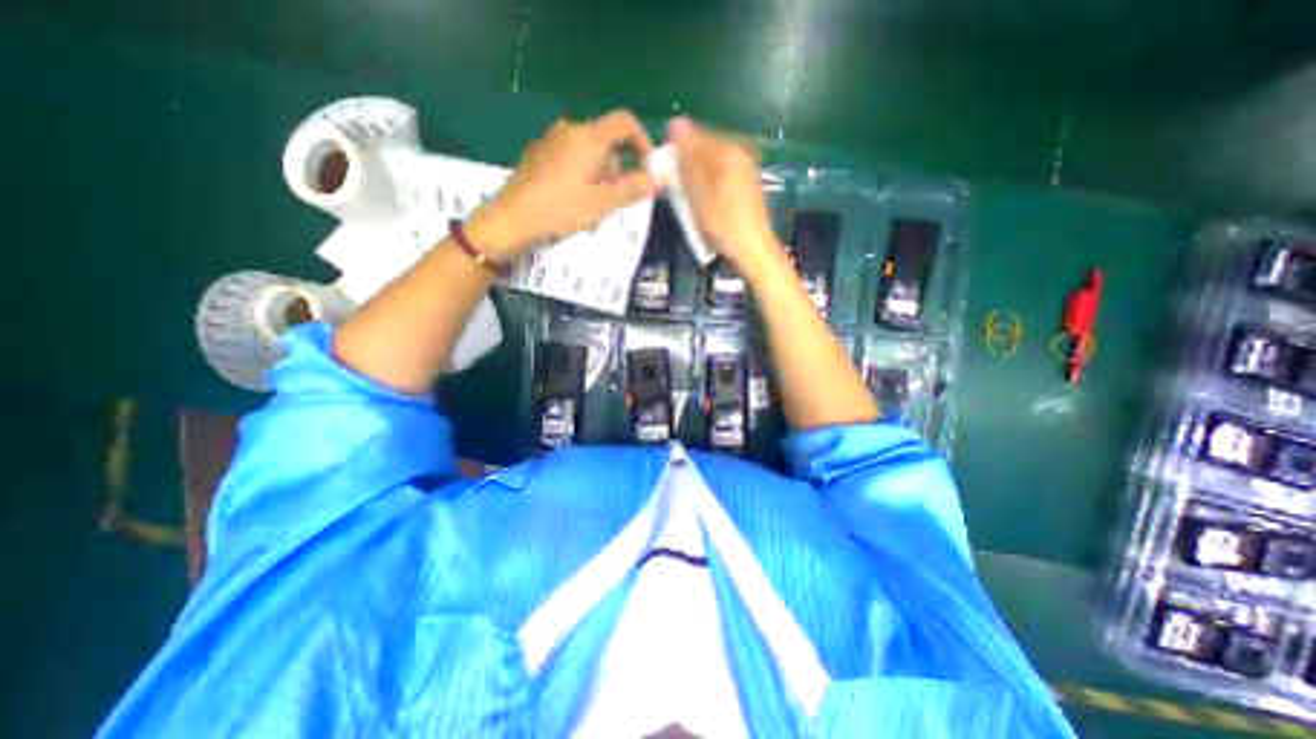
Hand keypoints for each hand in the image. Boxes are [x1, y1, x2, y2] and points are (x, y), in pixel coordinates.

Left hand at [472, 108, 658, 258]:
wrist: (511, 219)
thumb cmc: (560, 209)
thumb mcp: (601, 203)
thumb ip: (633, 188)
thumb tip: (662, 178)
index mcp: (587, 137)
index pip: (624, 122)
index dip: (642, 141)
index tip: (647, 167)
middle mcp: (569, 130)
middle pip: (606, 140)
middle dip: (621, 166)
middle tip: (623, 197)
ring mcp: (551, 142)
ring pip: (589, 152)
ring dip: (603, 174)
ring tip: (600, 205)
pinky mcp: (539, 155)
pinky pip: (571, 158)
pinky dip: (584, 174)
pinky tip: (578, 201)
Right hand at [663, 119, 771, 273]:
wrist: (752, 251)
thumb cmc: (722, 223)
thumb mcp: (698, 191)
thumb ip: (687, 157)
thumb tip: (676, 121)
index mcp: (728, 149)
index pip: (695, 135)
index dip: (677, 153)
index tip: (667, 175)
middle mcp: (740, 153)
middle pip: (705, 151)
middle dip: (688, 166)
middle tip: (678, 191)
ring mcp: (746, 171)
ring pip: (712, 167)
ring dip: (697, 179)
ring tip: (691, 201)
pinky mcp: (747, 188)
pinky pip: (721, 179)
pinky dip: (710, 188)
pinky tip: (706, 206)